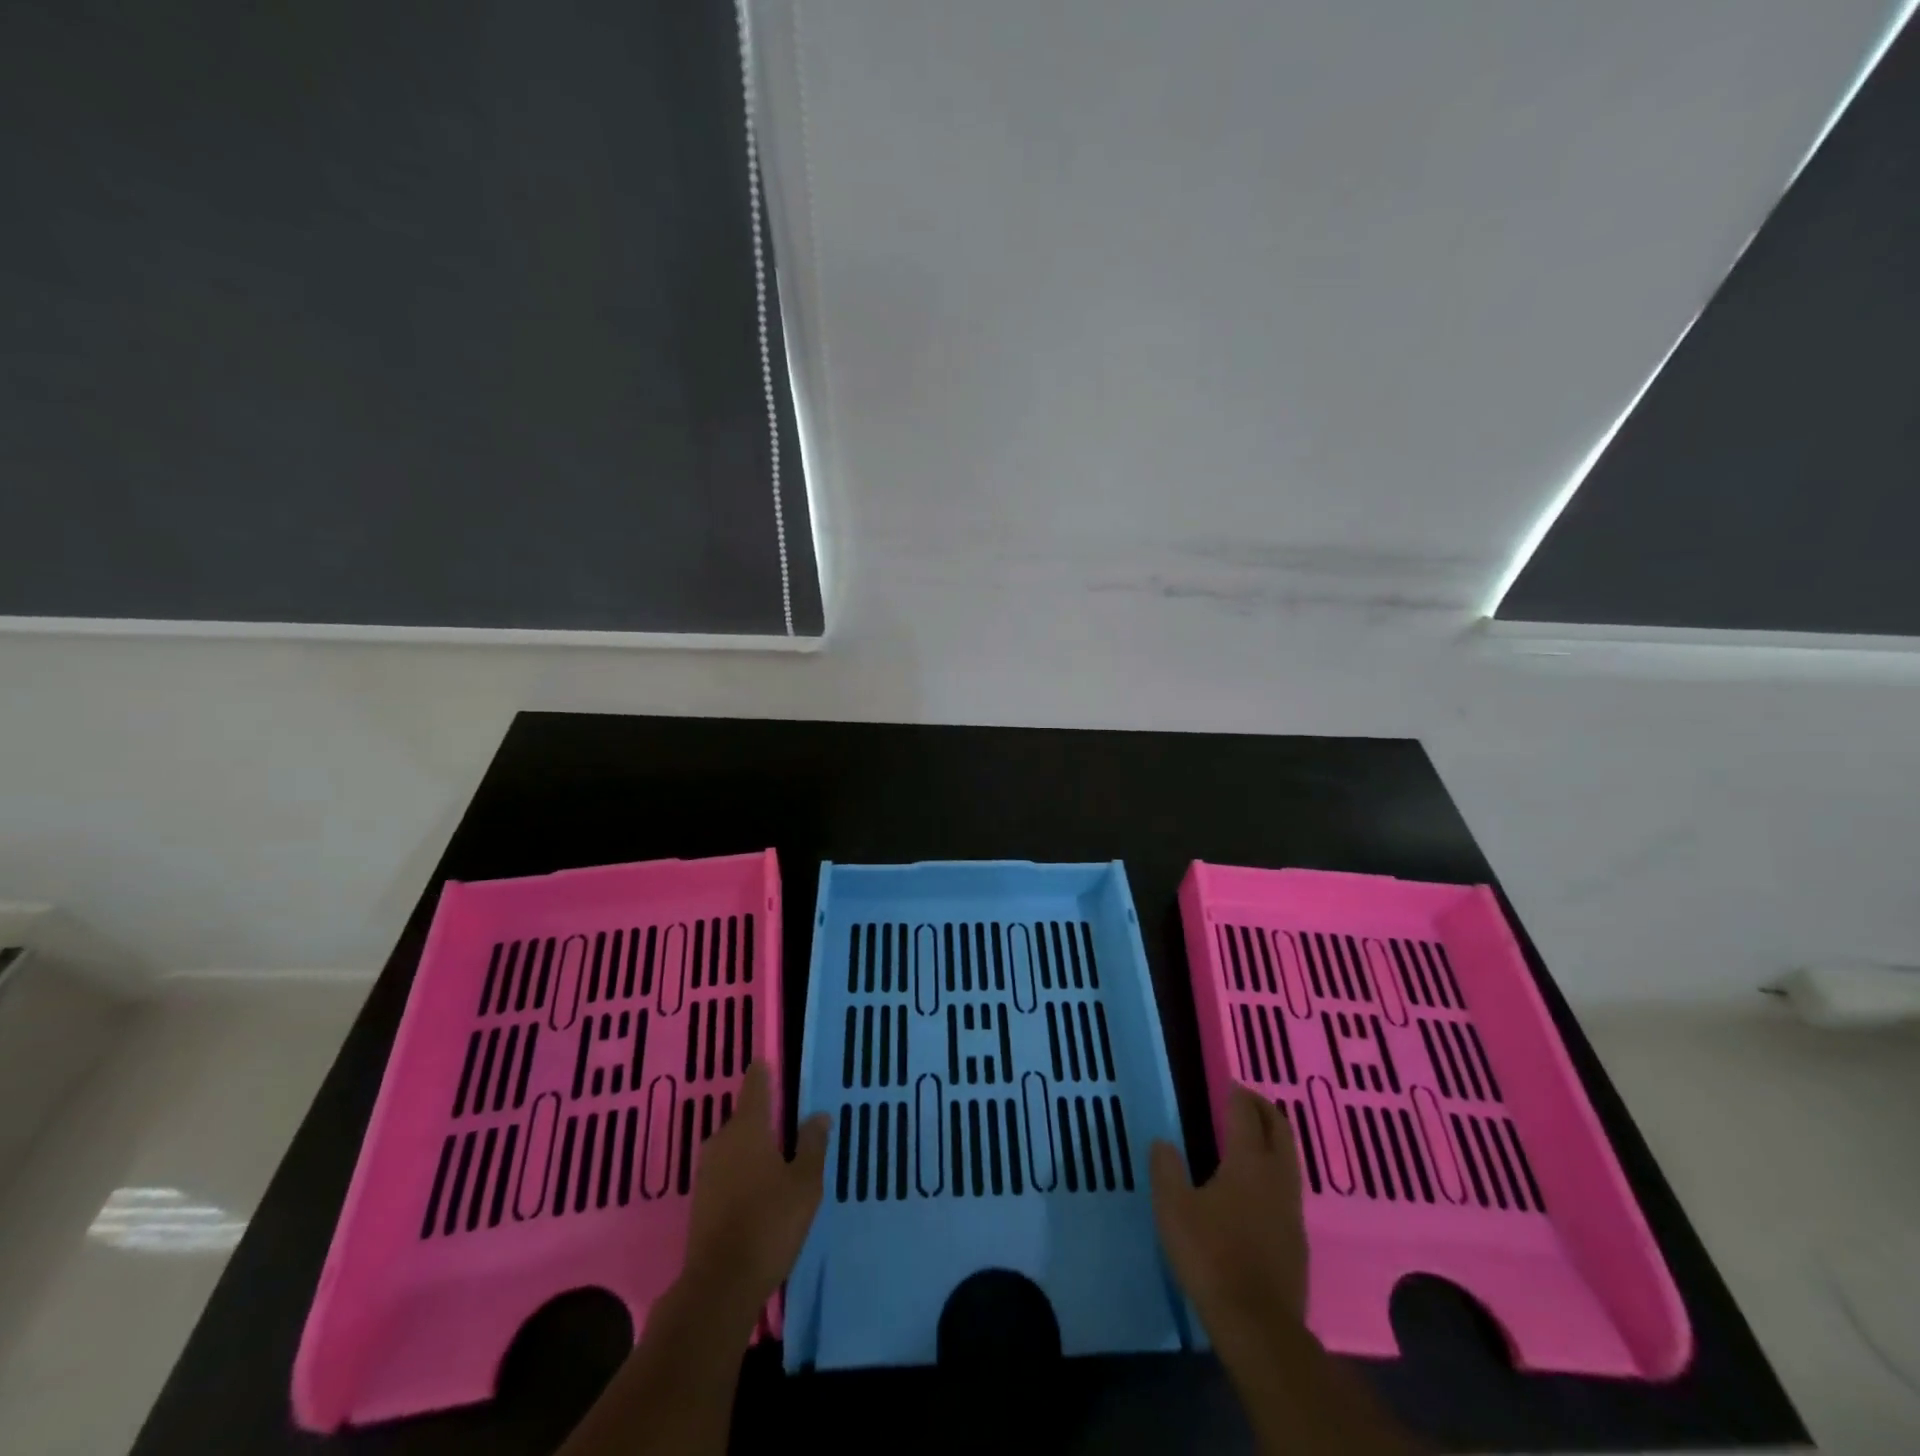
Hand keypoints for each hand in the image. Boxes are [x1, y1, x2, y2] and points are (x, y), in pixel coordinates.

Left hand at [683, 1061, 829, 1311]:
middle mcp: (722, 1141)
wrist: (719, 1287)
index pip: (755, 1087)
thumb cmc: (769, 1224)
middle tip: (787, 1123)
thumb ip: (812, 1145)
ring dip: (752, 1148)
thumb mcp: (805, 1184)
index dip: (762, 1074)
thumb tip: (818, 1115)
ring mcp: (707, 1172)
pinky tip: (758, 1190)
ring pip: (734, 1147)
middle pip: (744, 1119)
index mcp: (748, 1129)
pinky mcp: (700, 1201)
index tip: (767, 1063)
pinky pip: (726, 1171)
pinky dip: (741, 1172)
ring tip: (777, 1158)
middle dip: (763, 1119)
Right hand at [1149, 1085, 1307, 1352]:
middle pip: (1280, 1130)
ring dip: (1275, 1139)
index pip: (1247, 1115)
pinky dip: (1276, 1169)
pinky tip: (1259, 1186)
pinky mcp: (1297, 1238)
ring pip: (1290, 1159)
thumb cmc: (1211, 1255)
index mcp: (1248, 1162)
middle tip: (1247, 1099)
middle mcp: (1276, 1177)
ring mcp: (1292, 1209)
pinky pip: (1289, 1187)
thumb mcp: (1173, 1208)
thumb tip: (1163, 1142)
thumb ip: (1166, 1169)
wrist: (1258, 1325)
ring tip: (1254, 1136)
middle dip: (1265, 1109)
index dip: (1238, 1095)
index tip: (1230, 1083)